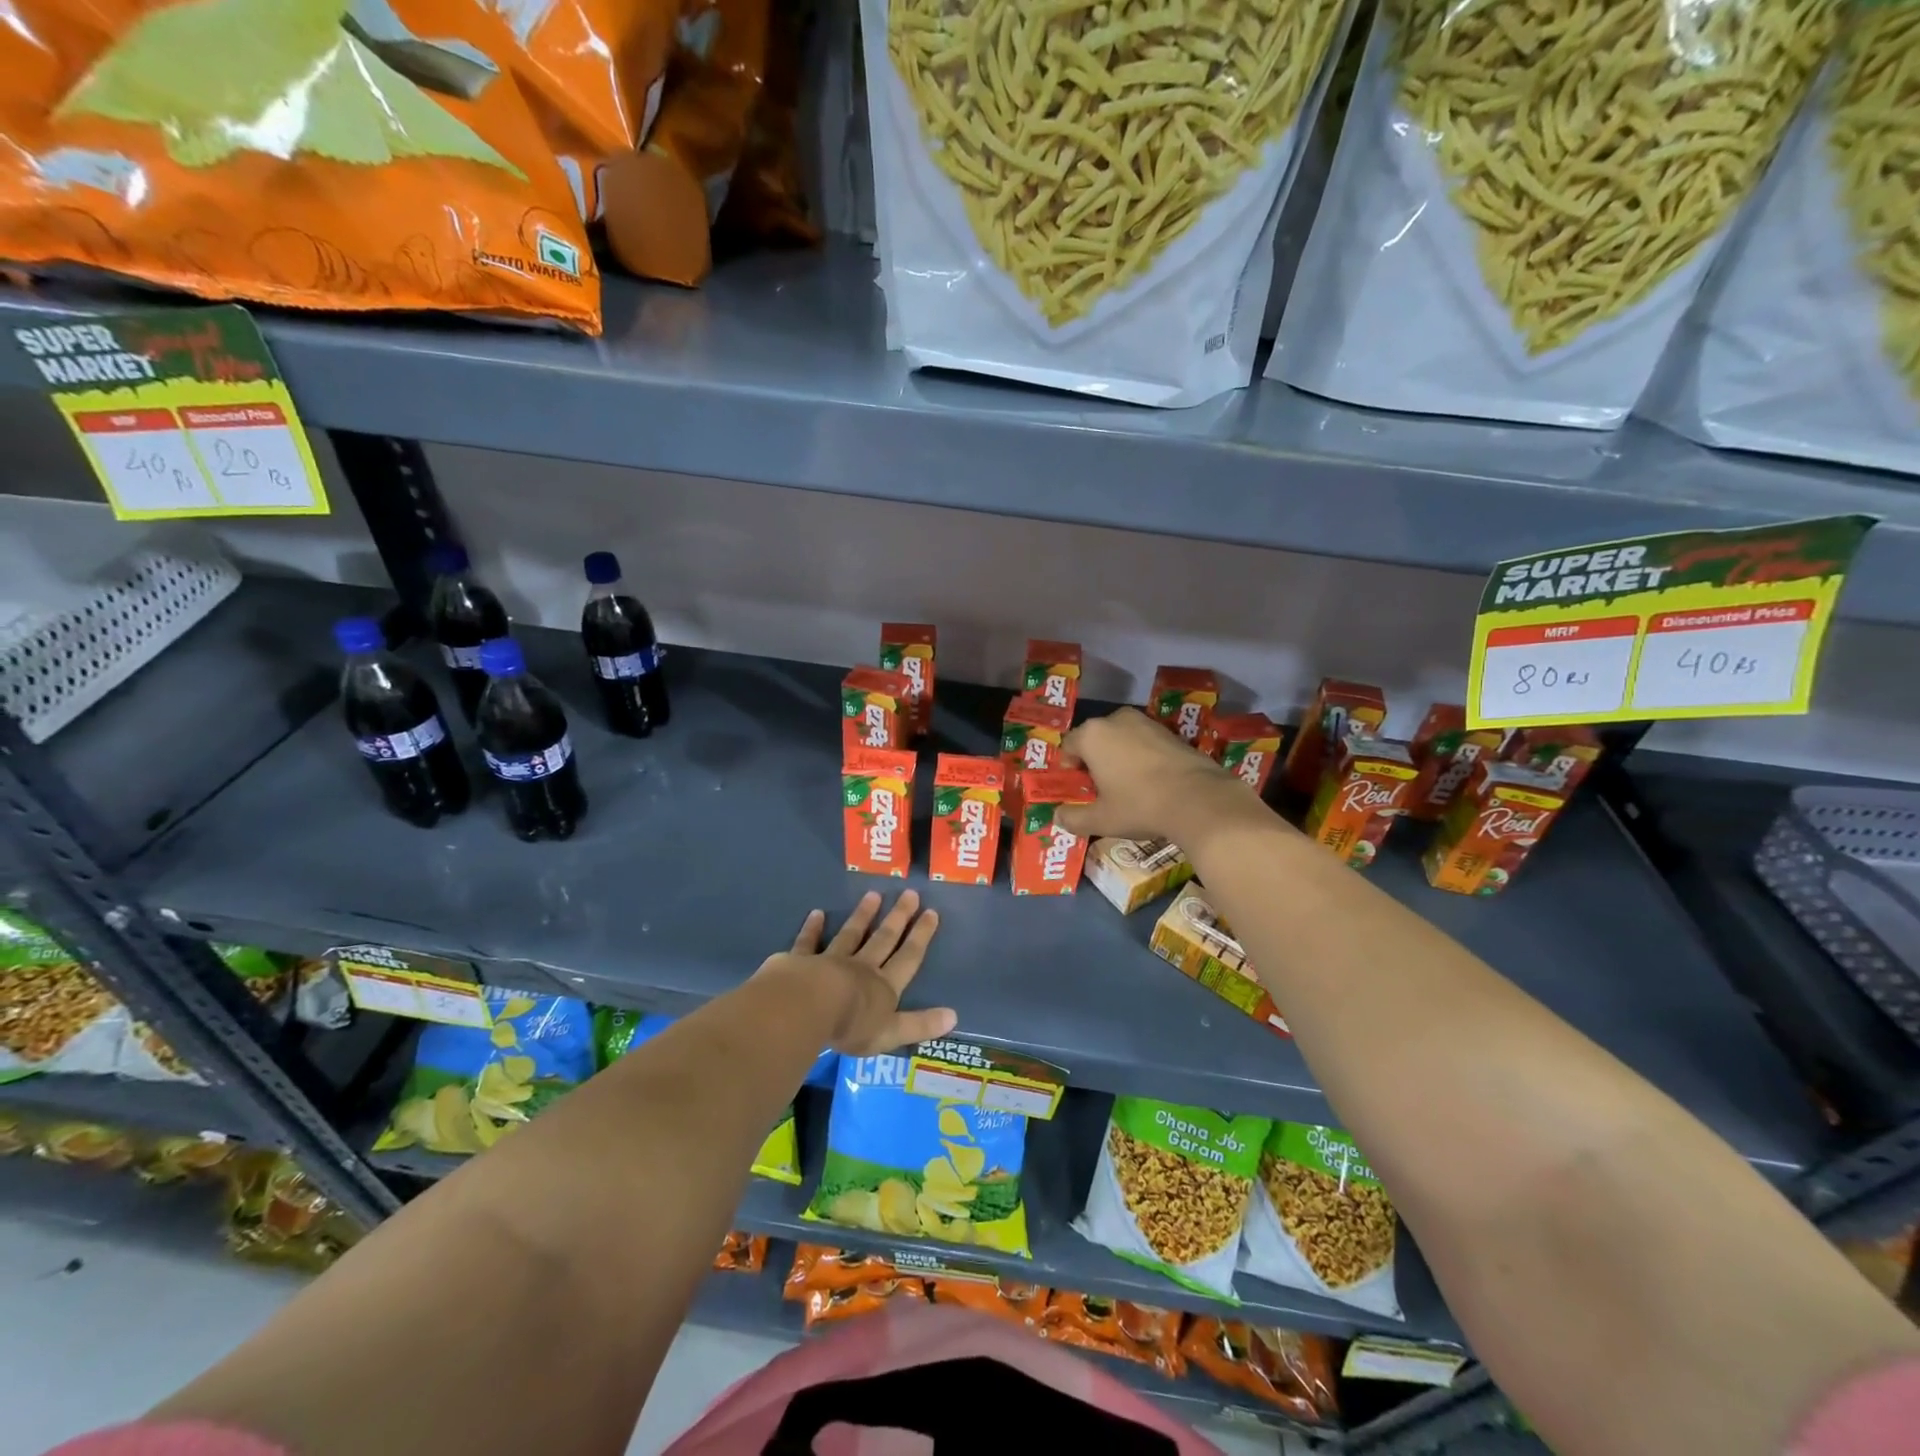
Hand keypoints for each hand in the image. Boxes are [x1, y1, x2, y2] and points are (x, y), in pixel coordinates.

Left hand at [758, 890, 955, 1055]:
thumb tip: (954, 1016)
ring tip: (874, 894)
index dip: (921, 936)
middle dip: (898, 917)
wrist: (806, 1008)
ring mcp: (830, 961)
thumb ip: (920, 1025)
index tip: (931, 912)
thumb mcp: (891, 1032)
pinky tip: (817, 913)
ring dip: (863, 916)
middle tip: (910, 893)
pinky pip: (808, 942)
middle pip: (883, 939)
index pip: (908, 958)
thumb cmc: (851, 1025)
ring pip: (851, 935)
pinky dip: (812, 929)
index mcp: (883, 986)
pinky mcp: (801, 961)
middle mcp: (861, 968)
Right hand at [1057, 706, 1254, 844]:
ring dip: (1119, 756)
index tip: (1079, 788)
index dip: (1069, 768)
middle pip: (1095, 739)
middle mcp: (1116, 720)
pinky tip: (1152, 781)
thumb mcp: (1101, 819)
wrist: (1199, 799)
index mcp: (1092, 735)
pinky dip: (1142, 756)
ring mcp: (1146, 722)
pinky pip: (1144, 742)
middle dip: (1094, 760)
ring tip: (1127, 785)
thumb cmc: (1139, 805)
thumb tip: (1058, 817)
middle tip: (1101, 788)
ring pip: (1121, 738)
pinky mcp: (1170, 731)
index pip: (1069, 746)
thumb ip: (1074, 818)